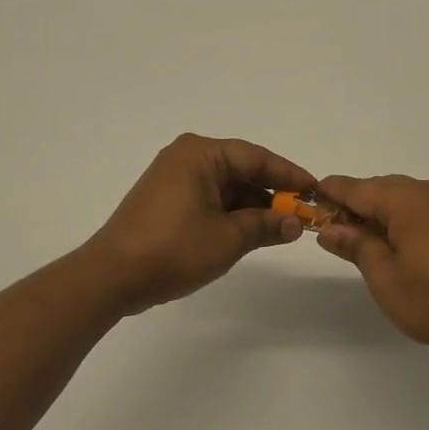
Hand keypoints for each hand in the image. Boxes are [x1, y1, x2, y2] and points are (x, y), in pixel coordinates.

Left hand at [85, 134, 311, 312]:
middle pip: (241, 170)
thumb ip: (266, 225)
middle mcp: (186, 157)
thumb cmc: (173, 249)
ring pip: (226, 186)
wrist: (112, 276)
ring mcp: (173, 178)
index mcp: (200, 154)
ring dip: (252, 206)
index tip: (316, 190)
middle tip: (303, 214)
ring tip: (283, 228)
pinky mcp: (166, 200)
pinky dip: (231, 213)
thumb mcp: (228, 238)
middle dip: (272, 193)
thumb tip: (296, 223)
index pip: (257, 157)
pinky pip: (209, 198)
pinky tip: (252, 232)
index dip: (289, 174)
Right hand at [314, 174, 428, 356]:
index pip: (356, 188)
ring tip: (361, 244)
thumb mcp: (384, 277)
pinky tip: (393, 245)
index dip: (329, 194)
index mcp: (407, 198)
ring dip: (378, 214)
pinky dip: (401, 219)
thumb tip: (329, 228)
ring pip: (401, 197)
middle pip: (379, 189)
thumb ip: (355, 245)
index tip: (307, 200)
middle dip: (354, 207)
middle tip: (331, 233)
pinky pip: (420, 207)